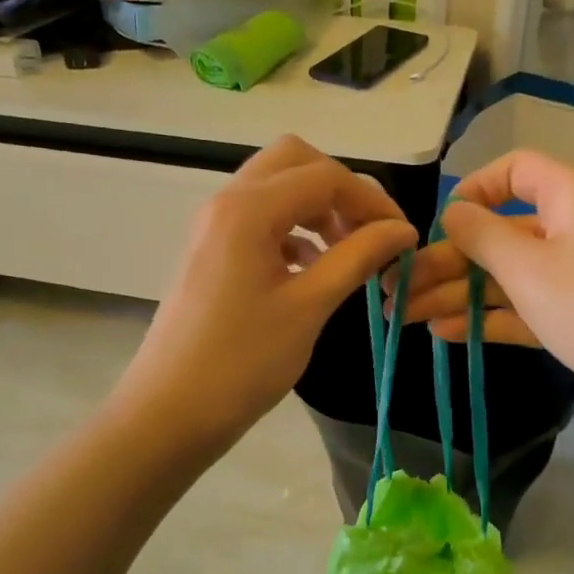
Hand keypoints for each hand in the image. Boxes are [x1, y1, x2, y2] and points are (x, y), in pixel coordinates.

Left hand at [114, 136, 415, 455]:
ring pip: (275, 188)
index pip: (324, 176)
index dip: (371, 201)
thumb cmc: (242, 362)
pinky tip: (312, 268)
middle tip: (368, 233)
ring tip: (347, 252)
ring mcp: (214, 226)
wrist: (170, 411)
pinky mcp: (212, 251)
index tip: (403, 237)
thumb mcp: (309, 307)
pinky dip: (293, 230)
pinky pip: (260, 219)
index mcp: (248, 209)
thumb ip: (357, 257)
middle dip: (339, 189)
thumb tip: (403, 229)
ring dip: (316, 208)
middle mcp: (227, 202)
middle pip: (294, 162)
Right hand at [396, 150, 573, 446]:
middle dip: (446, 262)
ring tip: (405, 319)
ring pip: (508, 275)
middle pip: (499, 233)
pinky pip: (525, 308)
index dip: (471, 191)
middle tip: (396, 292)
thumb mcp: (528, 267)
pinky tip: (445, 333)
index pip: (513, 171)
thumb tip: (452, 211)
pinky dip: (488, 318)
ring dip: (458, 294)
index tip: (434, 225)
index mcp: (570, 194)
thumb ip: (481, 236)